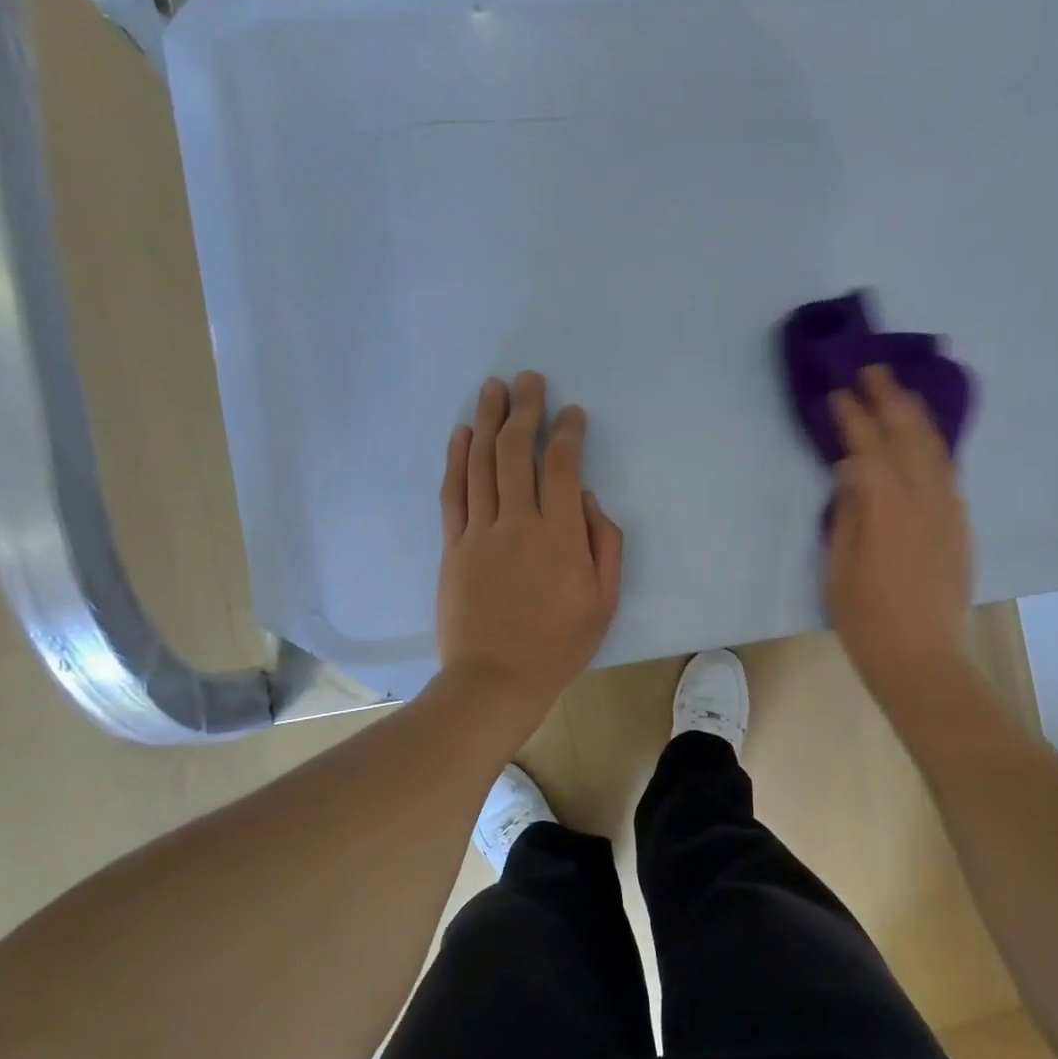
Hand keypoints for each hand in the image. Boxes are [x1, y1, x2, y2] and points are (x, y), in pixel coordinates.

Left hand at [437, 372, 623, 727]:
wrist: (496, 678)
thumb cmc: (560, 644)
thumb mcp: (604, 600)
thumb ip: (604, 545)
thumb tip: (590, 501)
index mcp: (560, 535)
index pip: (563, 468)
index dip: (568, 434)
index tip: (572, 413)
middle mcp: (517, 522)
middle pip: (517, 452)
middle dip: (524, 410)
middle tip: (529, 380)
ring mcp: (479, 532)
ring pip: (481, 463)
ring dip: (487, 421)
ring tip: (493, 389)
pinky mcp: (453, 546)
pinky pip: (453, 493)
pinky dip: (456, 459)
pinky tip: (462, 434)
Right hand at [826, 365, 972, 700]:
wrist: (922, 659)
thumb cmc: (867, 620)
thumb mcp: (840, 568)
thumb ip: (848, 513)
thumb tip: (851, 470)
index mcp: (889, 511)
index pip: (870, 449)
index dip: (853, 418)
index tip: (837, 393)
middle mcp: (926, 502)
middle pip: (910, 437)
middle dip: (891, 399)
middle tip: (872, 370)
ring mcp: (950, 513)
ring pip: (936, 450)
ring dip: (917, 415)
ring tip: (900, 391)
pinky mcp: (960, 528)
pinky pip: (948, 472)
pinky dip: (933, 446)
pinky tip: (922, 439)